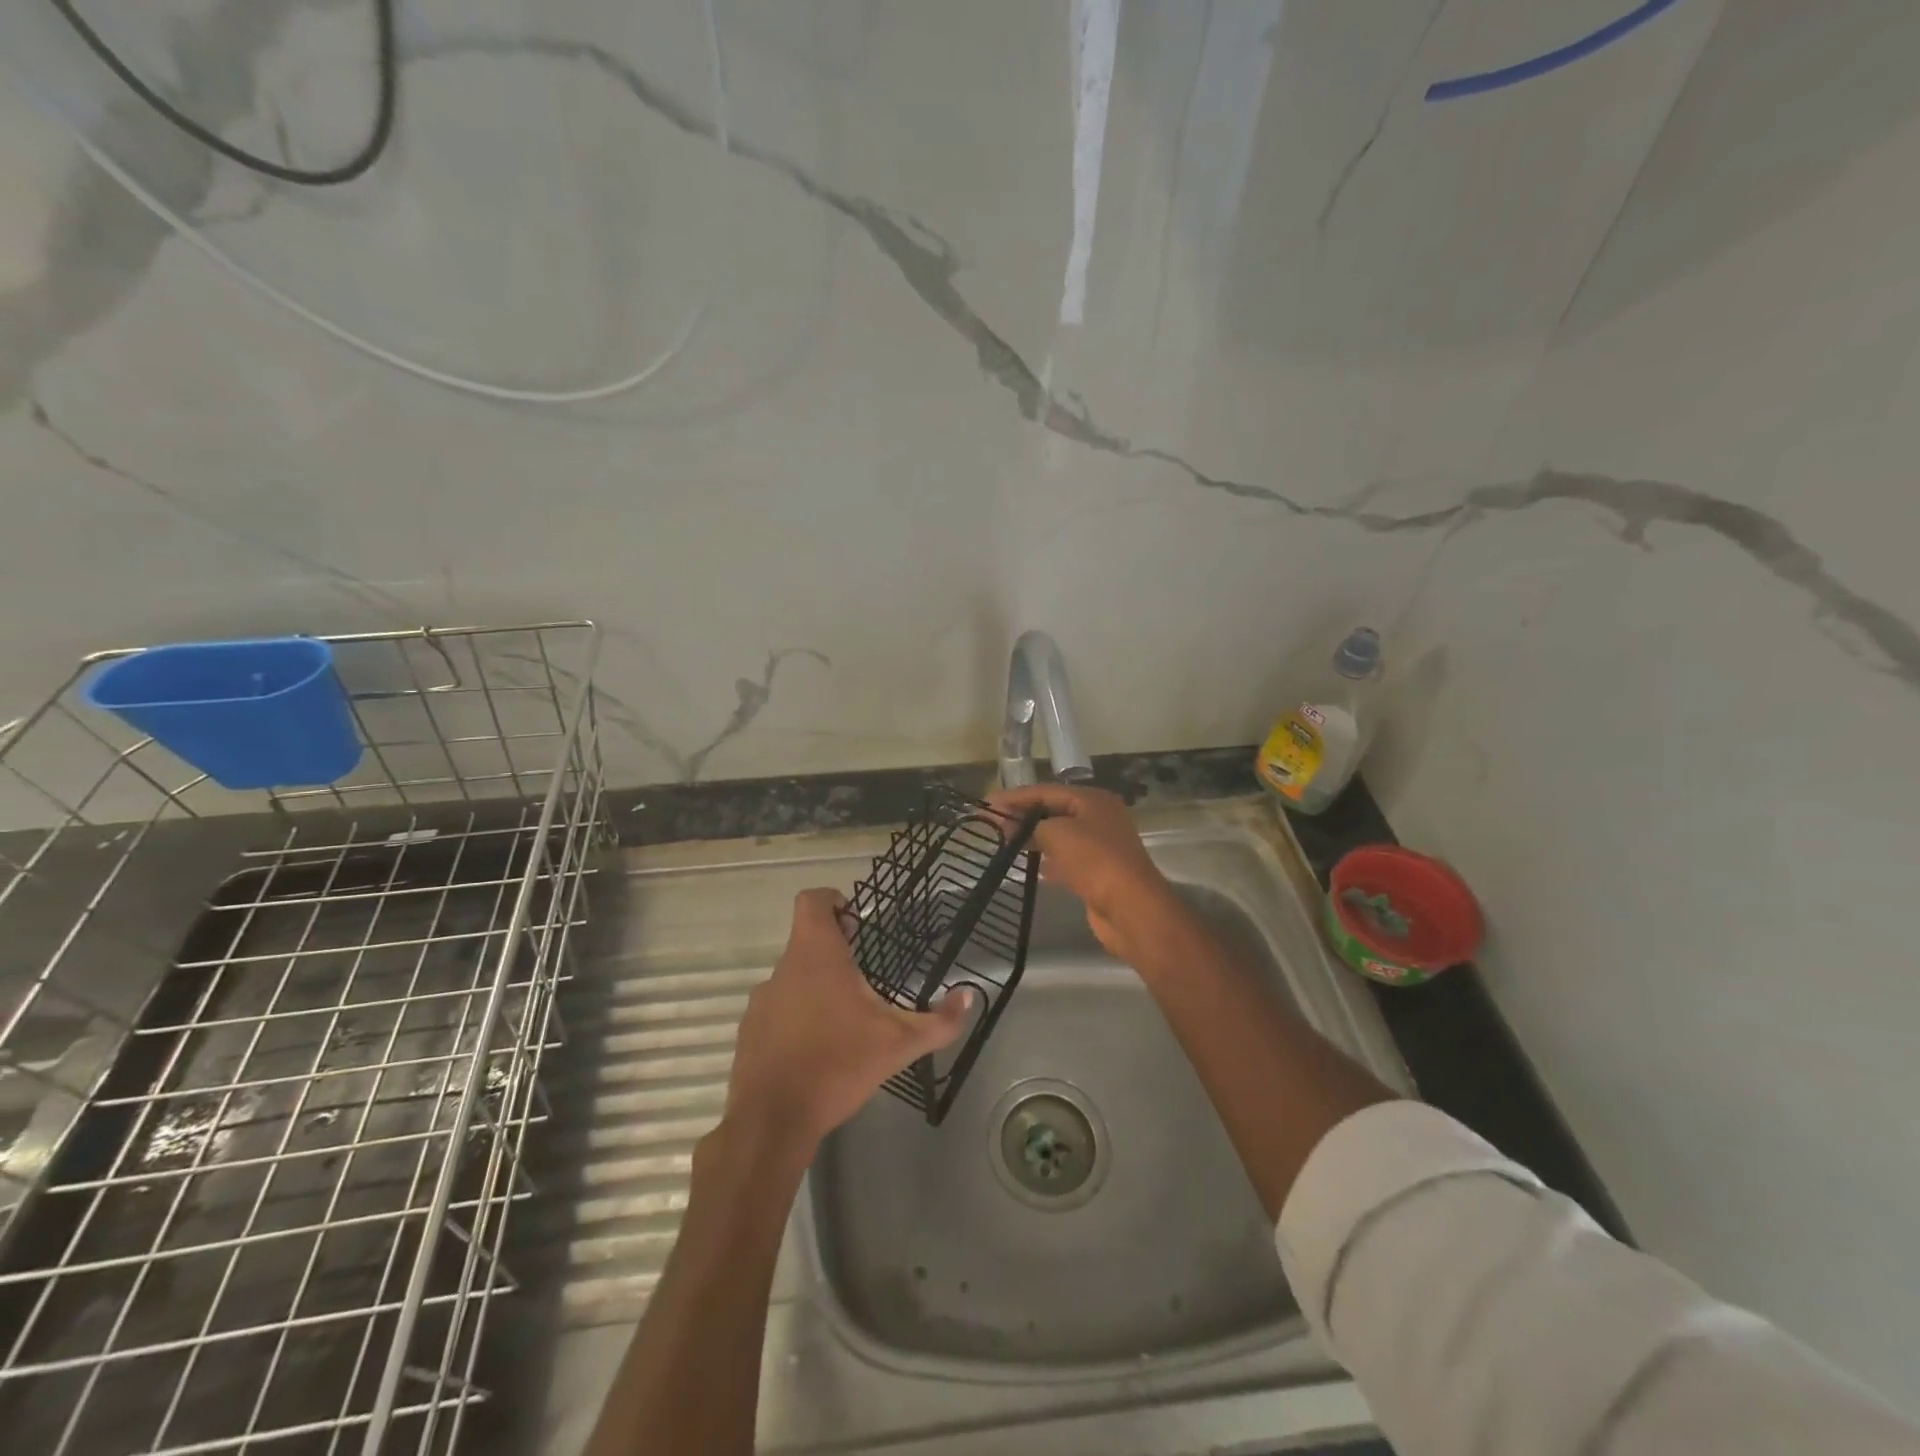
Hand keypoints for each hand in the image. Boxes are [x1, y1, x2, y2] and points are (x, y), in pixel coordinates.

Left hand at [721, 888, 971, 1161]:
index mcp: (816, 955)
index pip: (812, 900)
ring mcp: (762, 1001)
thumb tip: (970, 996)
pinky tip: (817, 1049)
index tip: (855, 921)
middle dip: (836, 951)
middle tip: (864, 975)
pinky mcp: (749, 1032)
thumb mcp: (898, 1043)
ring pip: (792, 978)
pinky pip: (777, 1011)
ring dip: (816, 987)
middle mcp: (783, 969)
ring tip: (844, 1018)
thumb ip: (939, 1021)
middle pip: (806, 941)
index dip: (833, 900)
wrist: (772, 1120)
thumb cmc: (837, 1064)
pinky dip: (796, 1018)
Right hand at [987, 783, 1178, 963]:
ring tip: (1004, 841)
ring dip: (1034, 838)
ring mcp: (1101, 846)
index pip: (1046, 791)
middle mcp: (1099, 817)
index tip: (987, 804)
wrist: (1130, 907)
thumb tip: (1013, 825)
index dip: (1015, 797)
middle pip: (1053, 811)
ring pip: (1059, 835)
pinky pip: (1067, 859)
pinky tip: (1032, 865)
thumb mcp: (1057, 833)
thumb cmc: (1094, 860)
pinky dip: (1048, 859)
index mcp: (1092, 800)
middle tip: (991, 824)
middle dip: (1023, 816)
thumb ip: (1031, 824)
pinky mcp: (1098, 872)